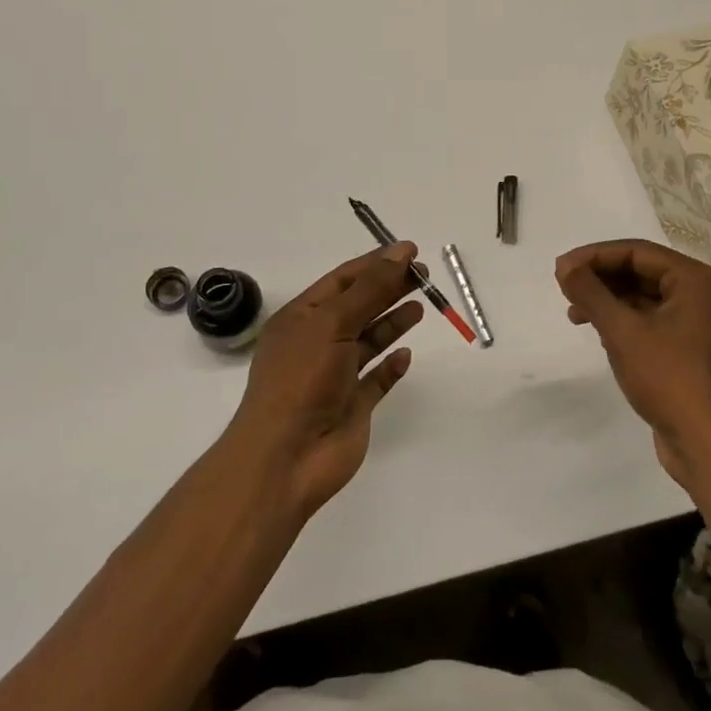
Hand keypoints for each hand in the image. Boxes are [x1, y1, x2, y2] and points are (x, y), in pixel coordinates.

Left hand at [225, 242, 422, 519]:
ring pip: (369, 341)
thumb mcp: (333, 323)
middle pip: (360, 306)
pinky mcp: (352, 406)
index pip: (343, 281)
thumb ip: (370, 288)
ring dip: (393, 322)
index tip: (410, 252)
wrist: (286, 458)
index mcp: (302, 319)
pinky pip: (377, 379)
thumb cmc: (302, 380)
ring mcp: (335, 376)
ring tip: (422, 306)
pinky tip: (407, 355)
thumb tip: (401, 253)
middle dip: (389, 288)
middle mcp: (317, 343)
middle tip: (425, 275)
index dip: (376, 263)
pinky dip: (392, 366)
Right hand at [555, 239, 710, 488]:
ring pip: (644, 297)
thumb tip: (564, 266)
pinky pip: (650, 319)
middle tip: (564, 288)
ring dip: (608, 301)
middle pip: (641, 271)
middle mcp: (700, 293)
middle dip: (601, 278)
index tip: (561, 269)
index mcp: (694, 280)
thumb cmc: (668, 378)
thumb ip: (591, 293)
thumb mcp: (623, 332)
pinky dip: (623, 321)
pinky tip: (599, 332)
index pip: (637, 252)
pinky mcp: (688, 347)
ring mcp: (696, 322)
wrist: (707, 443)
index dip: (595, 256)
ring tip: (574, 314)